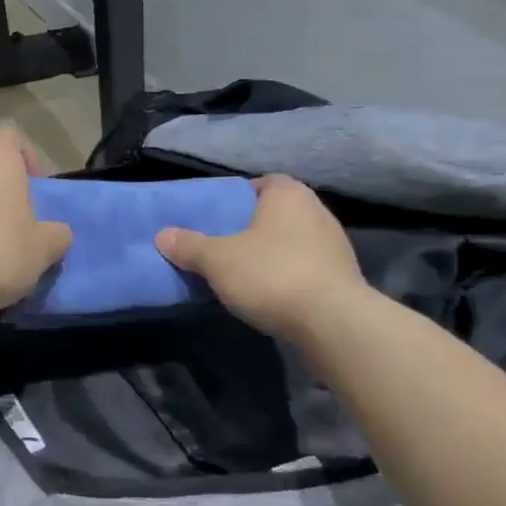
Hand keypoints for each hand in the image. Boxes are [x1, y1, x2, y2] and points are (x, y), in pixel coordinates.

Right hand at [155, 175, 366, 336]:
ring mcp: (335, 246)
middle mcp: (317, 212)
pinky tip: (269, 295)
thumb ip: (189, 245)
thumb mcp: (217, 259)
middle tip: (222, 245)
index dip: (238, 196)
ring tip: (242, 273)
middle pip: (277, 213)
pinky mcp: (342, 279)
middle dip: (252, 227)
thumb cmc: (271, 274)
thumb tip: (162, 235)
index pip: (262, 183)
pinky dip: (287, 277)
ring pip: (292, 242)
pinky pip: (306, 269)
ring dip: (271, 254)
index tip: (218, 217)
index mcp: (288, 195)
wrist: (332, 322)